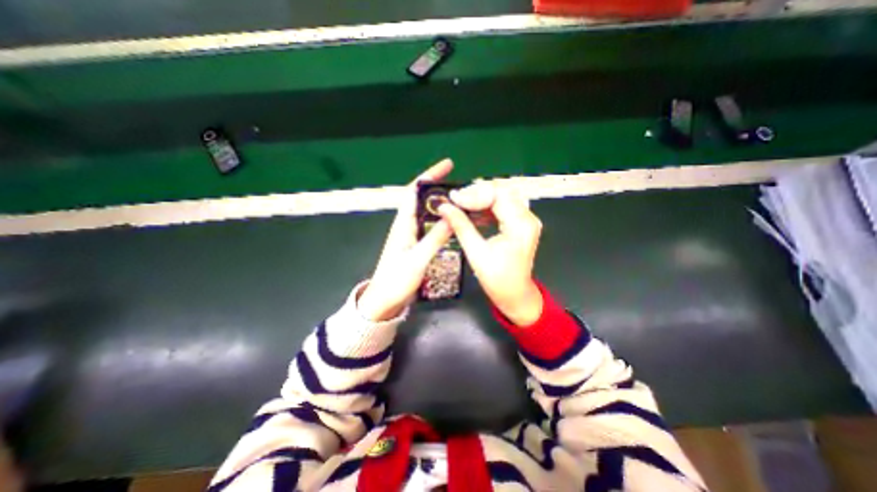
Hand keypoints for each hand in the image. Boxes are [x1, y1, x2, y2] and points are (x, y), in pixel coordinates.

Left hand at [355, 160, 456, 322]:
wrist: (384, 301)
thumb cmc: (396, 281)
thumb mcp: (417, 259)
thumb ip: (434, 238)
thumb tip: (453, 215)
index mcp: (403, 223)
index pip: (415, 191)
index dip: (430, 176)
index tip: (447, 165)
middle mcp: (407, 225)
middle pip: (423, 199)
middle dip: (440, 187)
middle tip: (462, 185)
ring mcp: (412, 235)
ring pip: (428, 213)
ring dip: (443, 204)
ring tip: (462, 201)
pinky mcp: (416, 245)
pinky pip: (431, 226)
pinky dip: (442, 220)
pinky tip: (454, 222)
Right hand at [437, 182, 541, 323]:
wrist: (515, 294)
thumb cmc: (497, 279)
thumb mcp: (476, 252)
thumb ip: (461, 226)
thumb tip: (443, 207)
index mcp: (521, 225)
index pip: (497, 196)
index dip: (474, 194)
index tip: (453, 198)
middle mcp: (528, 218)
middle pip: (502, 192)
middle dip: (477, 193)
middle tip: (456, 200)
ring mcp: (526, 219)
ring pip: (503, 196)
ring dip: (481, 198)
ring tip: (461, 204)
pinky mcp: (521, 223)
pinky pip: (504, 206)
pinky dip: (487, 206)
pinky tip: (473, 212)